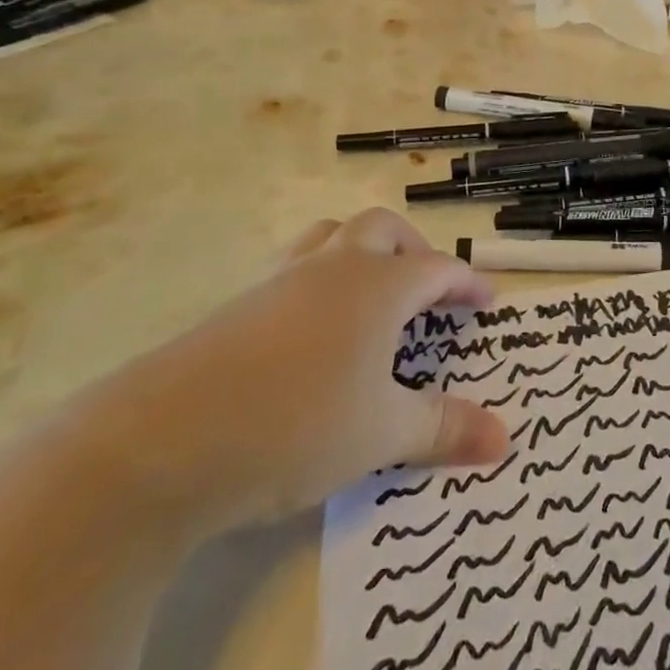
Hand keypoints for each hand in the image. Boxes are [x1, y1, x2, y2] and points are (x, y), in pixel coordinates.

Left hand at [67, 209, 509, 542]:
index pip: (438, 269)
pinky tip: (314, 330)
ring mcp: (282, 280)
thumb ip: (445, 429)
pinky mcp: (241, 303)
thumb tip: (505, 440)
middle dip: (414, 250)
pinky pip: (295, 267)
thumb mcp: (382, 433)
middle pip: (383, 229)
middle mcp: (334, 266)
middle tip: (428, 290)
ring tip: (371, 293)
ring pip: (332, 236)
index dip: (467, 283)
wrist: (164, 440)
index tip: (488, 302)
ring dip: (362, 250)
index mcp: (378, 285)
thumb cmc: (297, 425)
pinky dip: (320, 278)